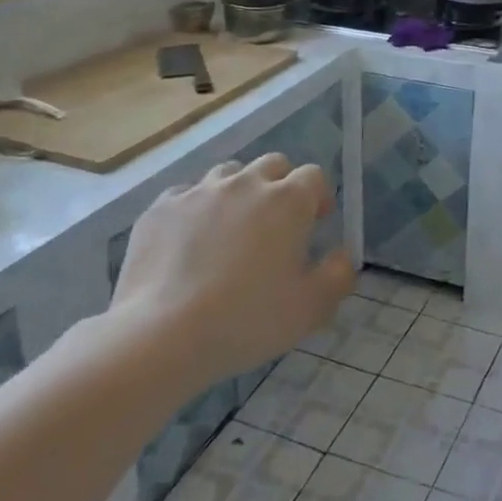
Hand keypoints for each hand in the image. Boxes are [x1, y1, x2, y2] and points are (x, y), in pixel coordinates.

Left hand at [111, 154, 353, 385]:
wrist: (162, 335)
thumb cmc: (247, 320)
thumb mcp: (311, 309)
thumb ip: (338, 275)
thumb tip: (340, 256)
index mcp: (287, 201)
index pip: (313, 176)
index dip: (319, 196)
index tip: (316, 223)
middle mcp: (245, 183)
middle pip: (272, 165)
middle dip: (280, 186)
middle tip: (276, 225)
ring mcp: (199, 192)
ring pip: (228, 175)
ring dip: (238, 193)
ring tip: (231, 230)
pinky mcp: (161, 208)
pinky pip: (186, 196)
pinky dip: (196, 210)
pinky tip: (189, 243)